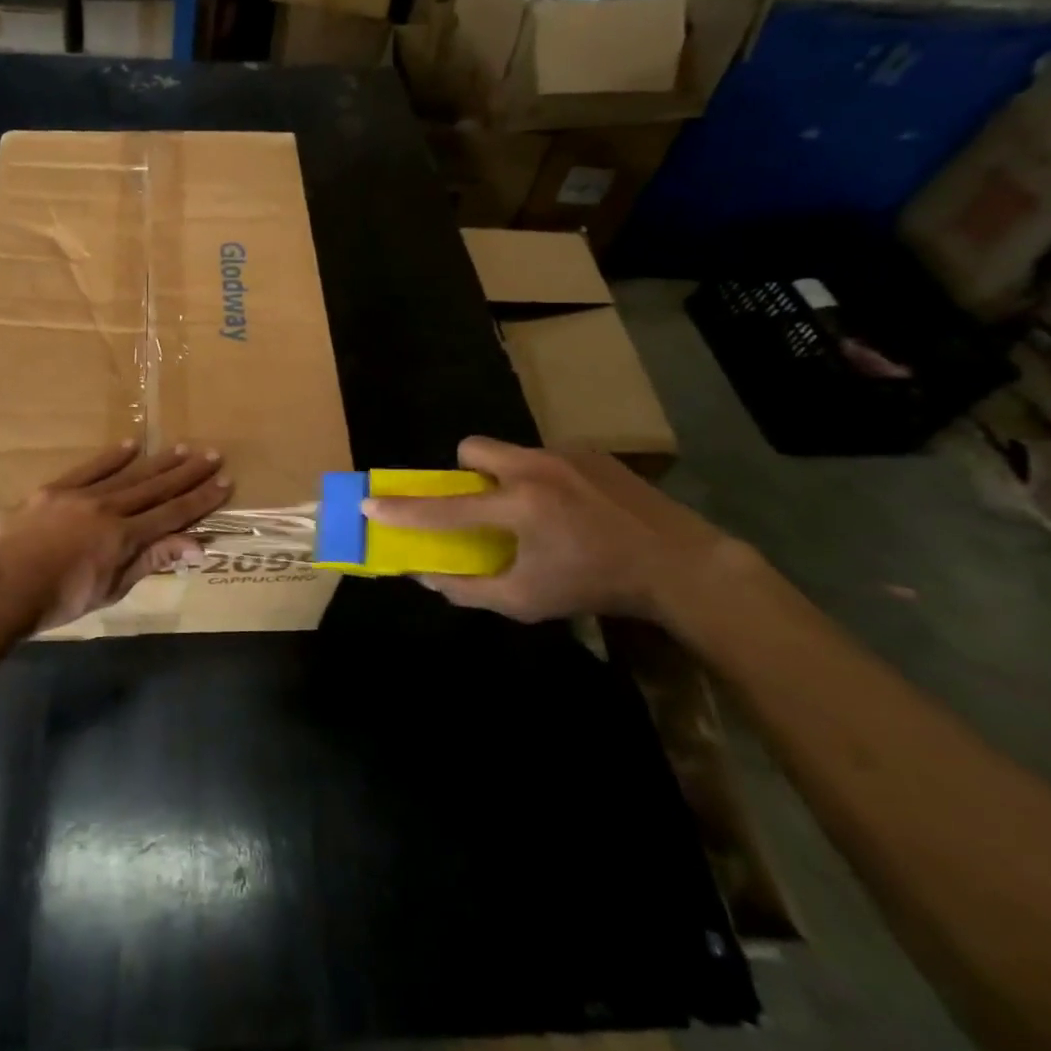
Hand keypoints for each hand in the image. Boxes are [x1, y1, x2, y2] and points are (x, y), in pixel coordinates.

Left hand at [0, 442, 231, 635]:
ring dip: (158, 461)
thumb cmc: (60, 600)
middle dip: (187, 473)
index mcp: (124, 537)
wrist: (4, 587)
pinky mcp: (56, 489)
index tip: (224, 482)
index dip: (201, 500)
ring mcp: (82, 495)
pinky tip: (132, 445)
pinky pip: (90, 468)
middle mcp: (109, 509)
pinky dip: (112, 457)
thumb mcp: (112, 588)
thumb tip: (196, 546)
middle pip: (156, 488)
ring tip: (183, 448)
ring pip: (128, 474)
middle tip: (213, 454)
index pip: (172, 514)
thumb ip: (151, 561)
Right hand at [361, 436, 748, 623]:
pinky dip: (542, 478)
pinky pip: (544, 457)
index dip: (402, 510)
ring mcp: (565, 455)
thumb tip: (425, 577)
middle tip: (482, 504)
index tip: (369, 504)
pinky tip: (572, 508)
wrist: (682, 565)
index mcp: (519, 507)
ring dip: (506, 477)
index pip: (444, 507)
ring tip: (536, 512)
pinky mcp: (591, 452)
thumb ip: (469, 590)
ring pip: (509, 452)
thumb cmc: (596, 587)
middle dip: (463, 472)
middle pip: (471, 447)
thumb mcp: (528, 602)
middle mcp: (535, 469)